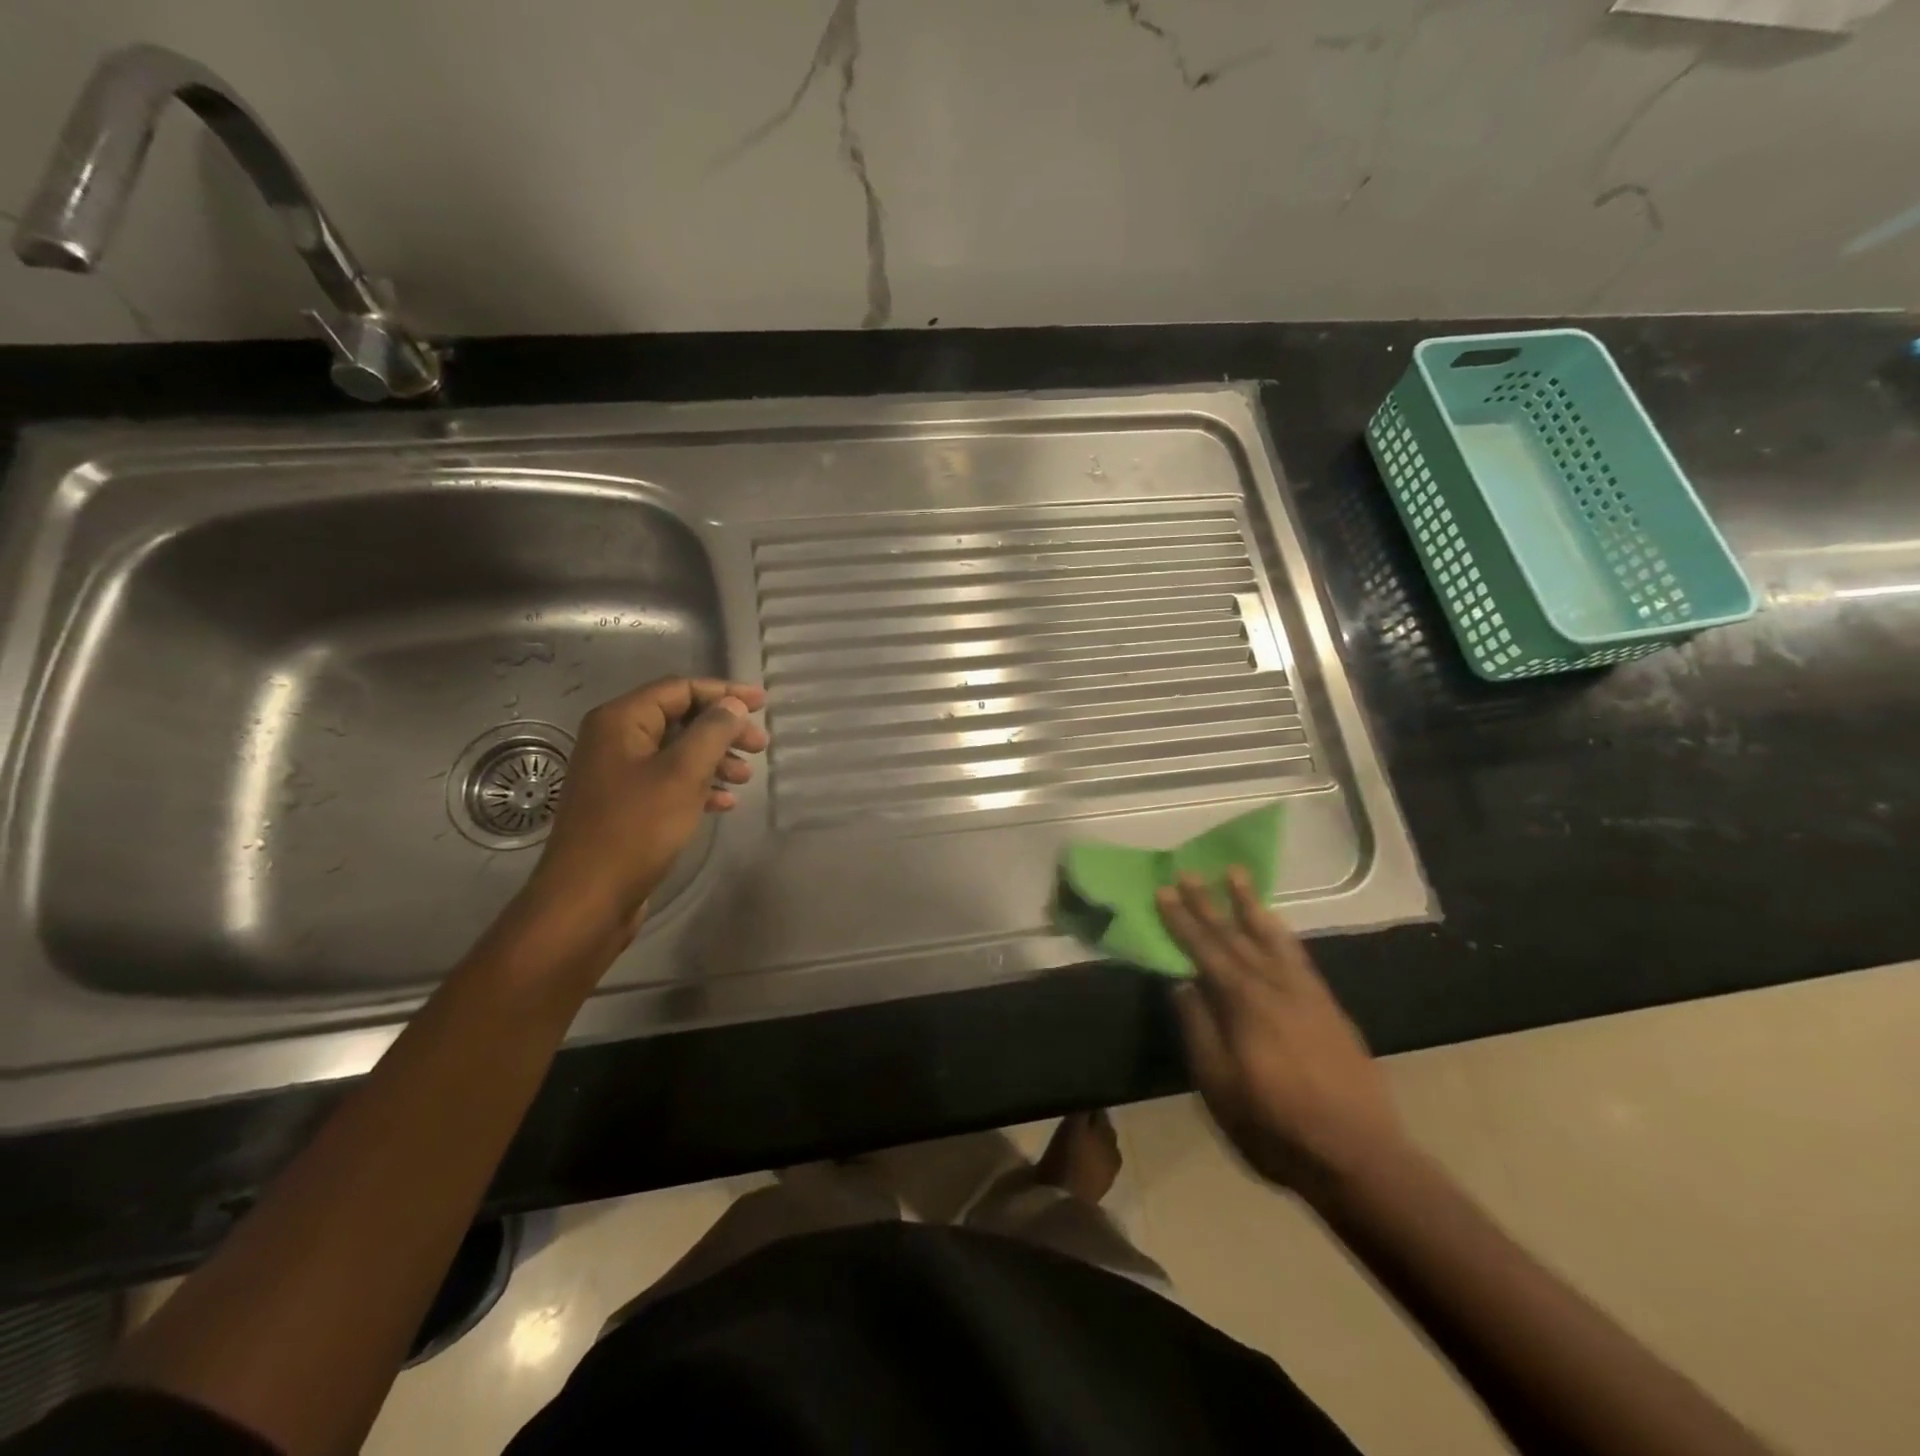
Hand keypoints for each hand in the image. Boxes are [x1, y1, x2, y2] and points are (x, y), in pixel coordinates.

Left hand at [523, 677, 768, 933]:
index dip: (725, 693)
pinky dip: (699, 786)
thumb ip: (712, 732)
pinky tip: (724, 803)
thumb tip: (734, 705)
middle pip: (680, 719)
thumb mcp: (683, 774)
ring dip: (715, 759)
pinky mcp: (625, 805)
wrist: (588, 898)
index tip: (763, 703)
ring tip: (746, 777)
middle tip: (760, 747)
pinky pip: (669, 782)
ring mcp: (618, 774)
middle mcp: (615, 740)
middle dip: (723, 730)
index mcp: (621, 721)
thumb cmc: (636, 828)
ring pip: (677, 752)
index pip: (680, 689)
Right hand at [1157, 869, 1406, 1200]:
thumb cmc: (1275, 1126)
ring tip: (1236, 875)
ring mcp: (1306, 994)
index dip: (1182, 921)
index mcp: (1243, 1004)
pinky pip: (1298, 955)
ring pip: (1271, 937)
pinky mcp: (1328, 1007)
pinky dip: (1281, 933)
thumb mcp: (1218, 1086)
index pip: (1205, 950)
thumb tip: (1182, 984)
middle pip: (1235, 935)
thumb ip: (1199, 1029)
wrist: (1359, 1157)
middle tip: (1190, 872)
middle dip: (1209, 903)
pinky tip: (1274, 925)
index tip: (1165, 890)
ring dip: (1249, 905)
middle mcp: (1274, 987)